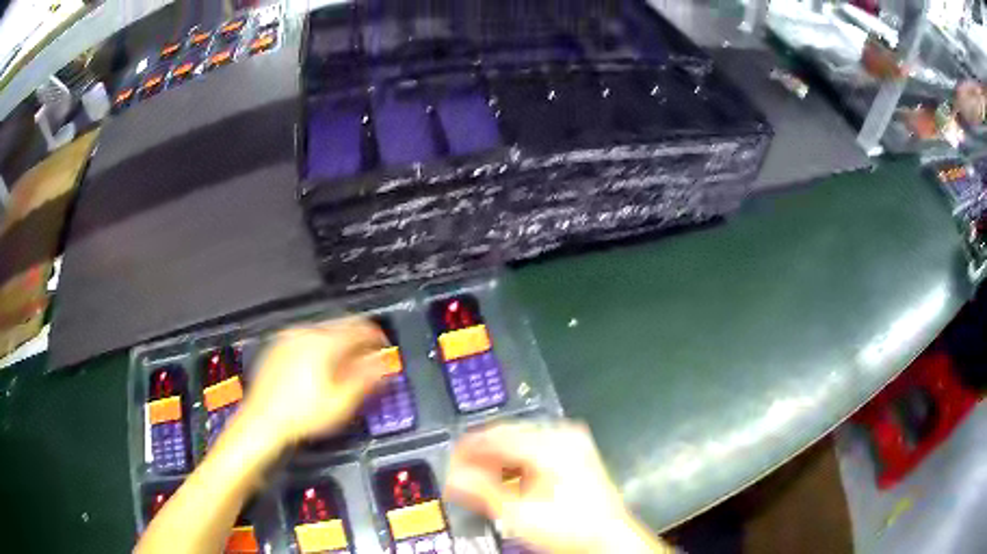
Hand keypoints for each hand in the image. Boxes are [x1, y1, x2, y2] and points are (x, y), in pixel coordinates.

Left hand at [238, 318, 389, 448]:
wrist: (263, 421)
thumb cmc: (301, 415)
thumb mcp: (342, 401)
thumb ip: (366, 377)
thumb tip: (382, 363)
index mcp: (323, 342)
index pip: (359, 328)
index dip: (376, 336)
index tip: (383, 347)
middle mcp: (304, 333)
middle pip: (340, 325)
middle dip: (357, 339)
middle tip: (367, 357)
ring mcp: (288, 339)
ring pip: (322, 331)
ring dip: (338, 342)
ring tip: (344, 365)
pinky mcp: (277, 347)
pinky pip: (305, 338)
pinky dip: (319, 346)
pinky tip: (320, 367)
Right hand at [445, 422, 669, 553]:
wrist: (608, 537)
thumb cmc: (571, 526)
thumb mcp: (519, 514)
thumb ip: (482, 492)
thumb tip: (455, 478)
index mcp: (551, 444)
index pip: (497, 436)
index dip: (468, 448)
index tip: (450, 460)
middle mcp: (563, 435)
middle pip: (509, 436)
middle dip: (482, 454)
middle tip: (461, 471)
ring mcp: (572, 443)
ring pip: (522, 442)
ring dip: (498, 459)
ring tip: (480, 478)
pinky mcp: (576, 454)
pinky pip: (536, 450)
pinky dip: (517, 462)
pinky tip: (507, 478)